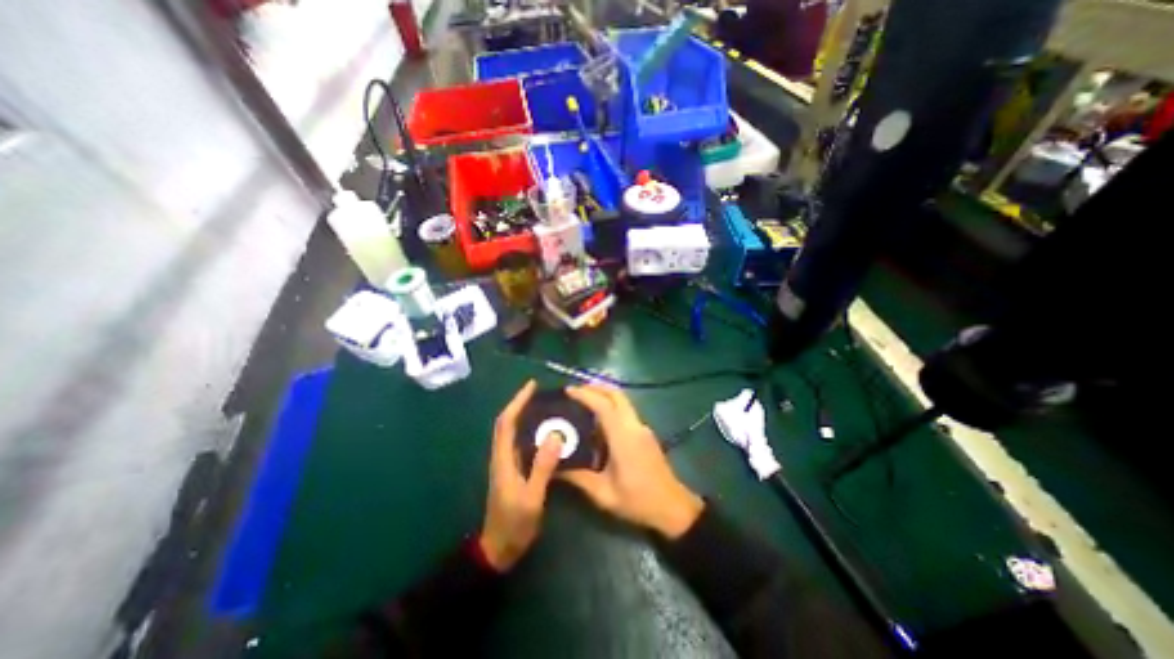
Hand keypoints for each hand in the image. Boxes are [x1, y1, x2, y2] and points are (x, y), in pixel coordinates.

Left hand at [478, 381, 566, 569]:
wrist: (498, 550)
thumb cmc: (514, 524)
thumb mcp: (532, 497)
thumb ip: (542, 467)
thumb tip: (555, 435)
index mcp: (503, 459)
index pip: (507, 422)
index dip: (517, 401)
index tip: (531, 386)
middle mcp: (501, 456)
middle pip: (507, 423)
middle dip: (520, 404)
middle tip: (541, 393)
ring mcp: (505, 464)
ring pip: (512, 432)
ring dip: (523, 415)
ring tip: (544, 406)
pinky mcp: (511, 471)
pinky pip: (519, 443)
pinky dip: (528, 430)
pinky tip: (544, 432)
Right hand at [556, 383, 695, 538]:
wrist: (673, 507)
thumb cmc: (638, 501)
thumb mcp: (604, 494)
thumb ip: (578, 478)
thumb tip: (555, 468)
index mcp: (623, 437)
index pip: (604, 405)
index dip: (585, 394)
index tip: (568, 390)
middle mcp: (634, 426)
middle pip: (617, 395)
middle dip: (596, 388)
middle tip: (576, 391)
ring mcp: (642, 428)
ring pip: (623, 401)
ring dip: (604, 395)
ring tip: (583, 402)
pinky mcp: (645, 433)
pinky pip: (626, 411)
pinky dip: (611, 406)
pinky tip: (599, 420)